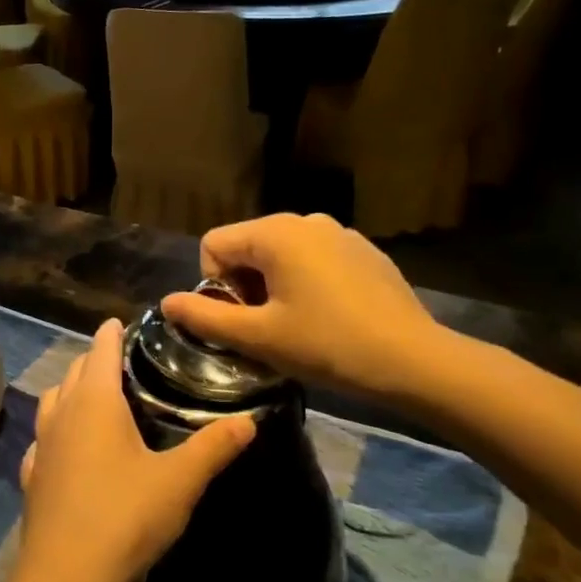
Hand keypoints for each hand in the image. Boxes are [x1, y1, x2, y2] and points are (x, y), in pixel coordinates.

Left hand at [16, 319, 254, 581]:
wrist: (65, 574)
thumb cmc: (125, 516)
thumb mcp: (179, 481)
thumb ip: (214, 447)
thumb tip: (249, 420)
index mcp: (95, 402)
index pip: (101, 349)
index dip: (111, 332)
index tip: (121, 322)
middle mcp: (62, 414)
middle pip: (76, 371)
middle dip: (95, 358)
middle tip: (120, 359)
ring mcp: (42, 445)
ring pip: (53, 401)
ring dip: (71, 390)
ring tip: (94, 396)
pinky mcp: (32, 476)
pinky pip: (43, 438)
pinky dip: (56, 430)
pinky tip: (66, 447)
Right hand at [159, 213, 452, 404]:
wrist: (413, 360)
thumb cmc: (327, 345)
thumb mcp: (257, 337)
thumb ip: (204, 318)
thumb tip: (167, 303)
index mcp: (275, 233)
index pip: (213, 245)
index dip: (215, 287)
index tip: (241, 321)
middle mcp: (305, 220)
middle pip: (247, 247)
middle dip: (244, 287)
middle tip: (267, 329)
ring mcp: (339, 233)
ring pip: (281, 255)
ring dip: (273, 287)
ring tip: (296, 326)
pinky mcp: (364, 251)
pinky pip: (314, 260)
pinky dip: (306, 283)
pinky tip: (329, 317)